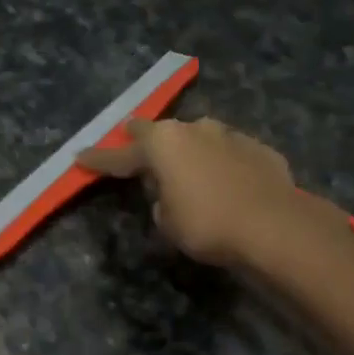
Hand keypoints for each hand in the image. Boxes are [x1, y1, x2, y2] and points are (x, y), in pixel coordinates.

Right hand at [78, 117, 340, 267]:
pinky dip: (221, 165)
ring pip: (199, 138)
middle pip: (160, 132)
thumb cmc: (207, 223)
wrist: (274, 225)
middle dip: (144, 140)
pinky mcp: (259, 149)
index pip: (119, 155)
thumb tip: (171, 195)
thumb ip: (161, 202)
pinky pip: (229, 154)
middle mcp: (193, 129)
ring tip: (187, 170)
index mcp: (162, 144)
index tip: (79, 157)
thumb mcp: (167, 222)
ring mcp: (229, 135)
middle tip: (133, 146)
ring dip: (188, 151)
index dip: (98, 159)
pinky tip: (226, 183)